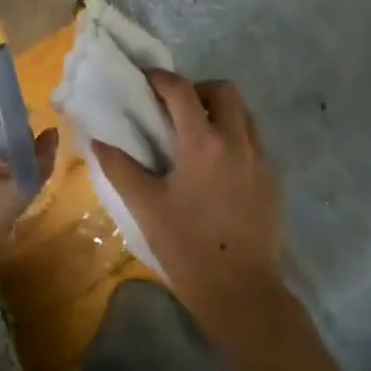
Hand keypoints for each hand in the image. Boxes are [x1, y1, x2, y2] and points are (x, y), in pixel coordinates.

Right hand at [92, 72, 287, 328]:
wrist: (241, 292)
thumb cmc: (187, 247)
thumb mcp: (146, 206)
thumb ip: (120, 166)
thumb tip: (98, 138)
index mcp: (203, 143)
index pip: (181, 91)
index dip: (161, 78)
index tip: (145, 79)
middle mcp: (237, 141)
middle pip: (224, 91)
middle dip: (198, 89)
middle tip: (175, 109)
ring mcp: (261, 160)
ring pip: (245, 114)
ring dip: (220, 112)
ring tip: (196, 136)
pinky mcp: (272, 181)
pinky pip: (254, 142)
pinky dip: (234, 138)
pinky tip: (216, 168)